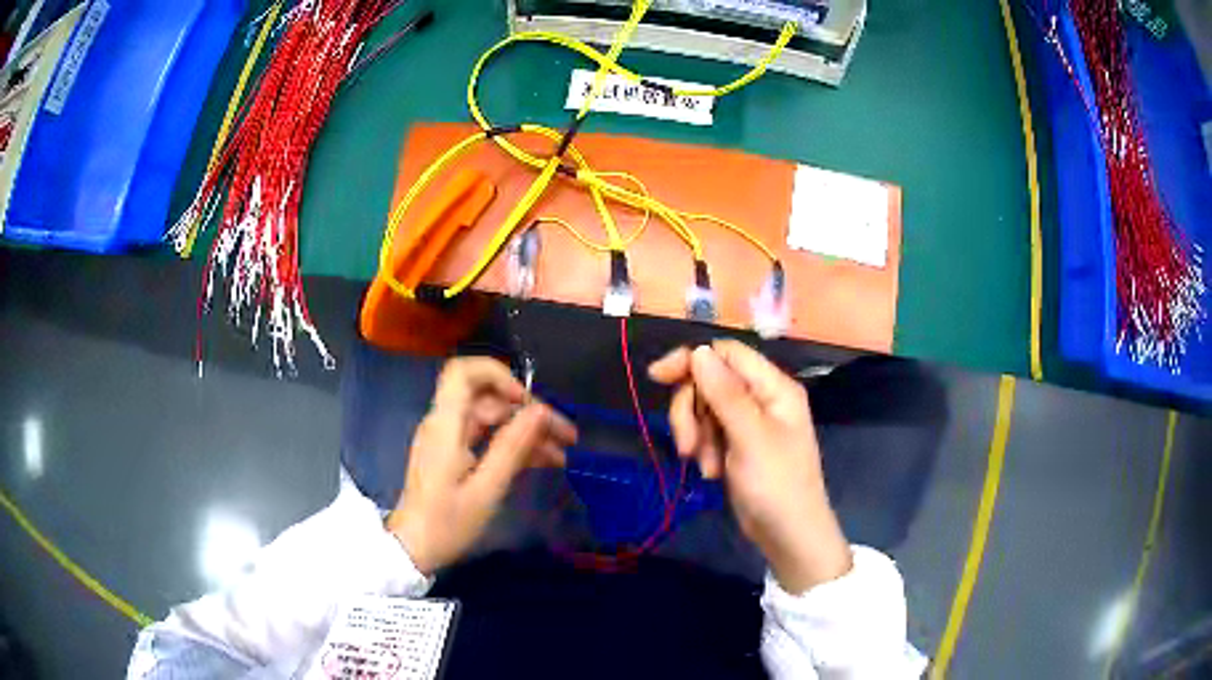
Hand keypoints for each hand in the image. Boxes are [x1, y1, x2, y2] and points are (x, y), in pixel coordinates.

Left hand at [387, 357, 576, 574]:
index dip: (498, 375)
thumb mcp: (486, 489)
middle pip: (488, 399)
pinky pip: (487, 438)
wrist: (413, 550)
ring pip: (493, 420)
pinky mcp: (453, 455)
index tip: (527, 401)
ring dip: (527, 431)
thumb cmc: (447, 523)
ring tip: (562, 454)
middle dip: (528, 412)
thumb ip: (512, 447)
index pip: (463, 372)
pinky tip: (542, 461)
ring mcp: (449, 440)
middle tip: (566, 436)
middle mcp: (445, 424)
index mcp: (445, 425)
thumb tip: (540, 411)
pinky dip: (513, 445)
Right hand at [649, 341, 850, 592]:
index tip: (657, 377)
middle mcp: (762, 398)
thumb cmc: (776, 484)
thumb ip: (724, 393)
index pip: (727, 353)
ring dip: (697, 435)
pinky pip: (710, 432)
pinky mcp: (738, 445)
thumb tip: (698, 350)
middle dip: (692, 410)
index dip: (692, 360)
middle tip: (688, 445)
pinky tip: (711, 473)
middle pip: (710, 381)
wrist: (788, 535)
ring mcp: (749, 422)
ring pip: (705, 408)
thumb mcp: (750, 437)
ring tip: (705, 466)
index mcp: (773, 387)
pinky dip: (704, 450)